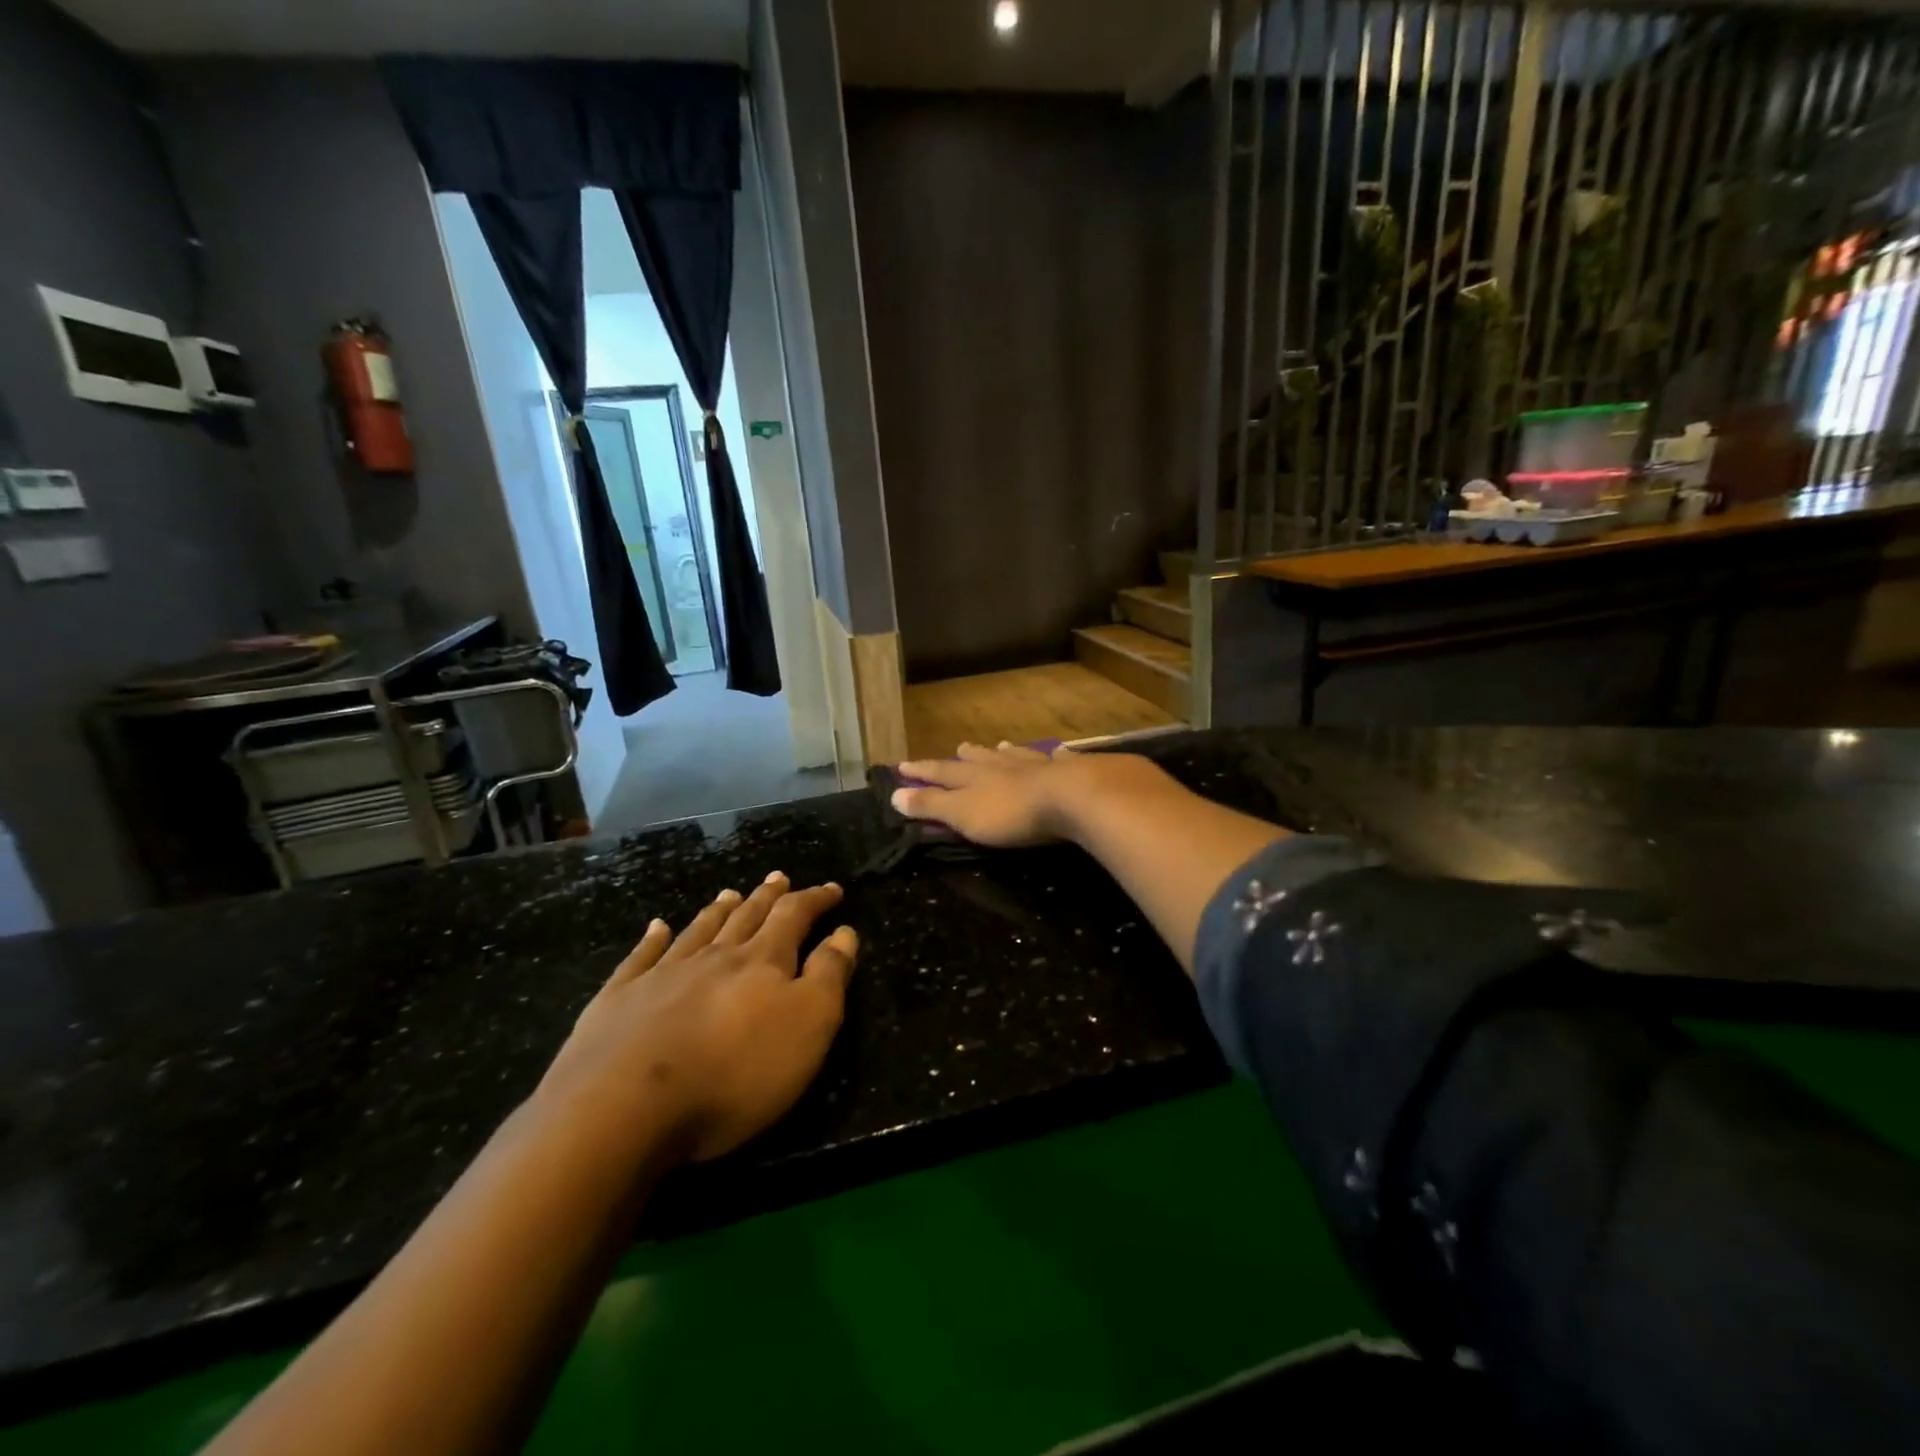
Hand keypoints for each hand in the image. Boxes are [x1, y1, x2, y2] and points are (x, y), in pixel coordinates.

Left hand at [536, 874, 858, 1163]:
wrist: (624, 1105)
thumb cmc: (734, 1072)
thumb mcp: (808, 1025)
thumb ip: (829, 975)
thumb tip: (844, 932)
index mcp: (762, 961)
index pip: (794, 916)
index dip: (815, 899)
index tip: (832, 888)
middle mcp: (714, 957)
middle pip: (746, 917)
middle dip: (767, 897)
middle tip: (778, 878)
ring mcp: (662, 975)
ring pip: (699, 931)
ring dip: (719, 910)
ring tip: (730, 893)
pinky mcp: (618, 1000)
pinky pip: (641, 957)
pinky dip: (652, 939)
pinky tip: (657, 928)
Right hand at [892, 742, 1164, 847]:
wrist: (1072, 798)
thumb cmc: (1012, 813)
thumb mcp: (963, 814)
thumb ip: (931, 805)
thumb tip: (894, 793)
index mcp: (975, 777)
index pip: (941, 772)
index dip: (922, 771)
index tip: (903, 765)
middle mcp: (1003, 766)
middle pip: (981, 759)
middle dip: (967, 756)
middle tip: (960, 747)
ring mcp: (1038, 766)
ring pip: (1017, 756)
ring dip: (1006, 753)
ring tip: (1000, 745)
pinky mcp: (1070, 772)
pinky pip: (1059, 761)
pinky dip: (1055, 757)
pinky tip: (1059, 752)